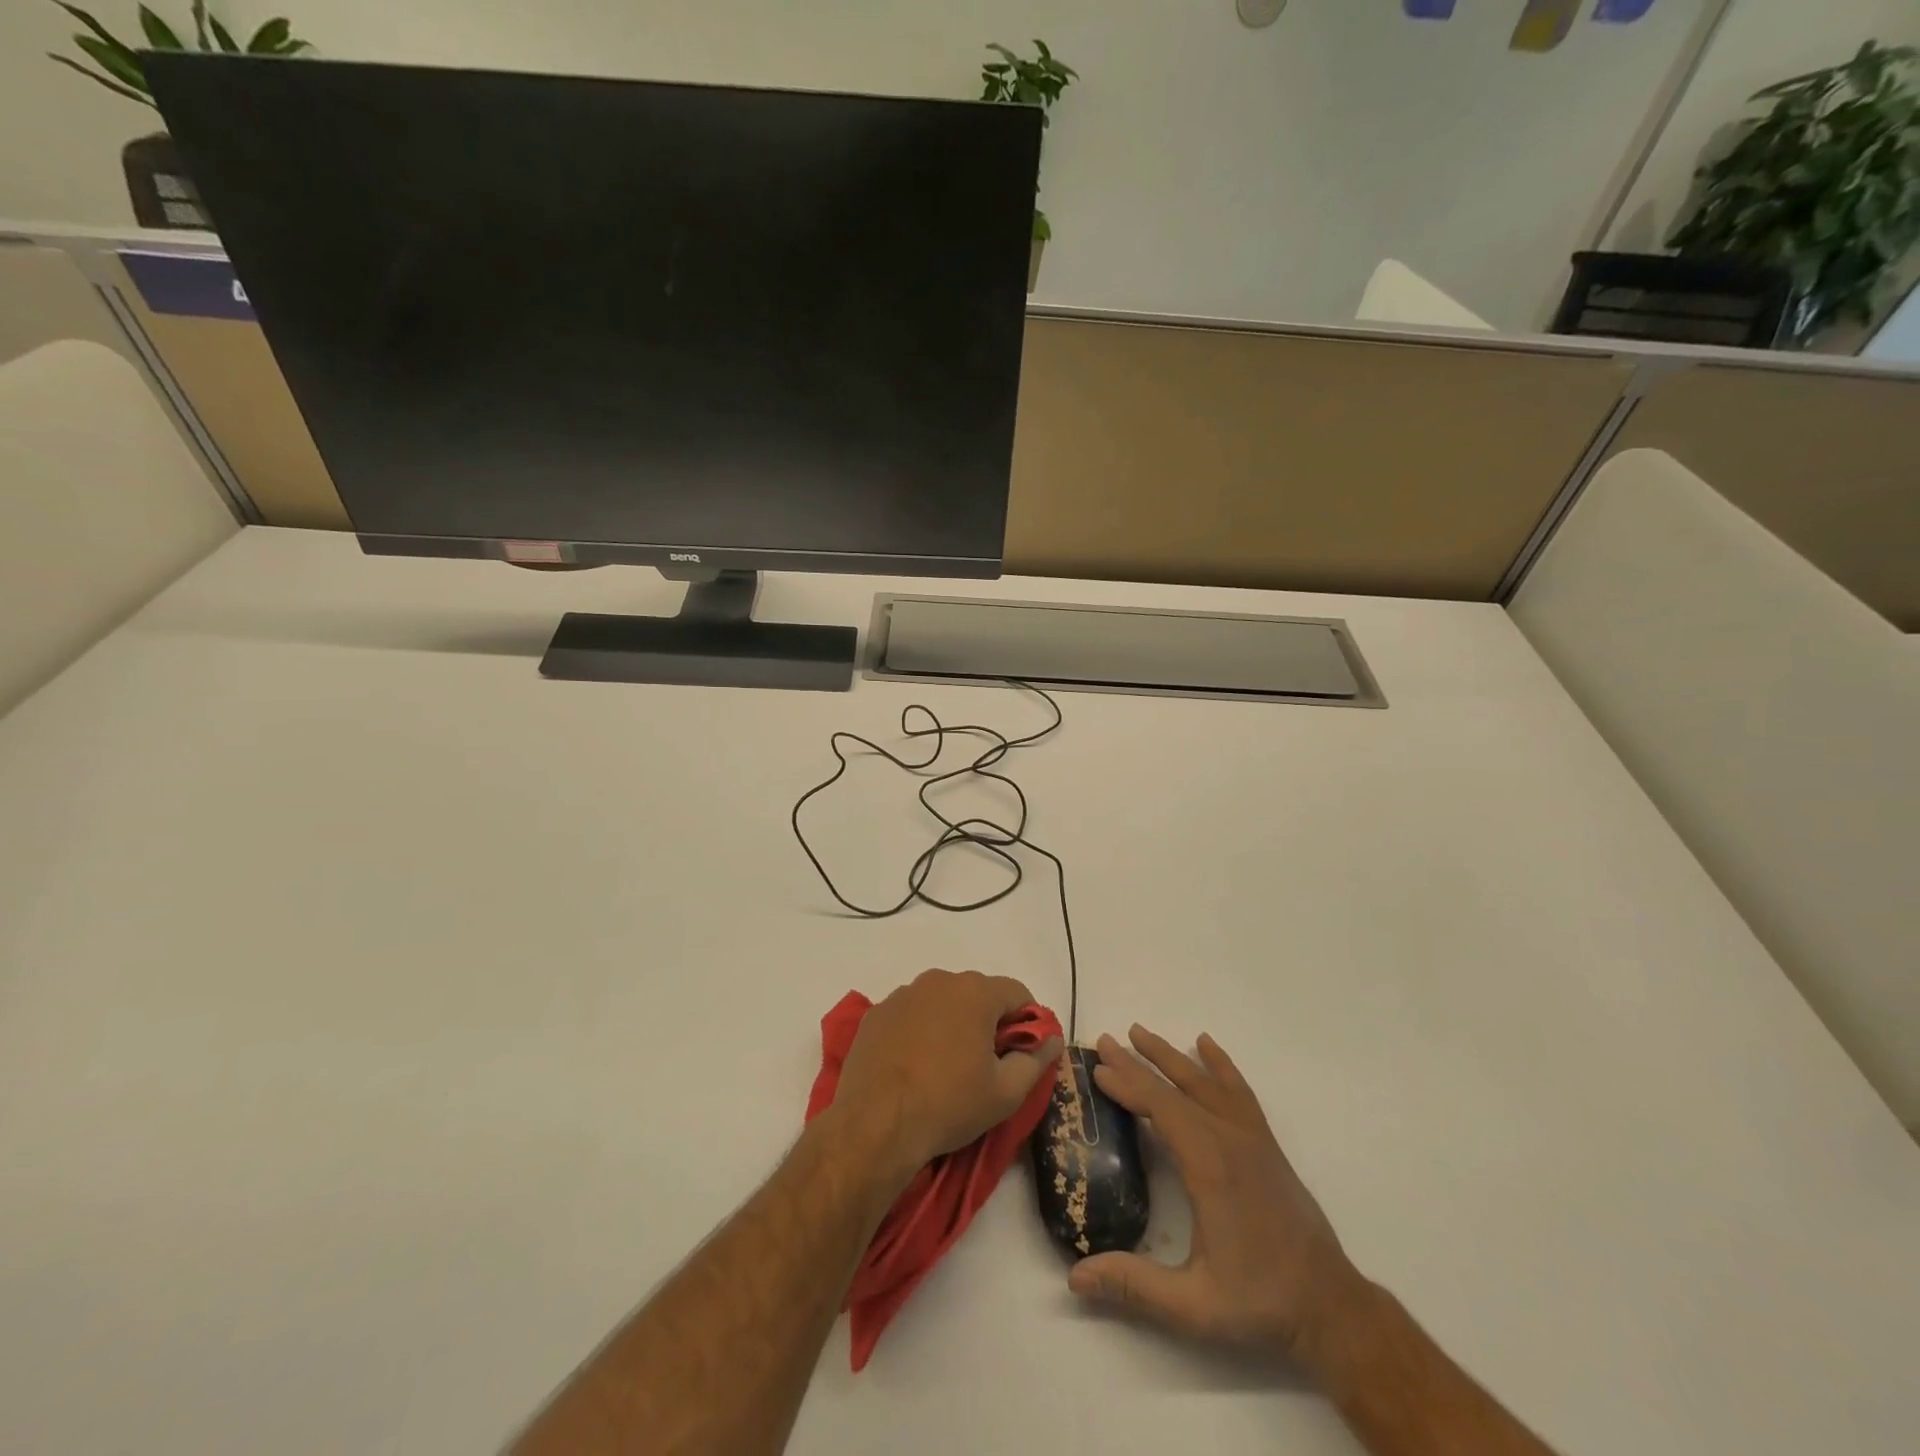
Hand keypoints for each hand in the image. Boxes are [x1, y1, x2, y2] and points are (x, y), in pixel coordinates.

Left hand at [834, 969, 1062, 1185]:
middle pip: (978, 993)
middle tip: (987, 1064)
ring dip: (953, 1023)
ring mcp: (904, 994)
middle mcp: (939, 981)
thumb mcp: (1005, 1093)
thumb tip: (1052, 1040)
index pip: (1017, 993)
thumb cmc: (949, 1104)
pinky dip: (920, 1030)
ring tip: (948, 1066)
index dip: (1028, 1021)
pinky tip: (915, 1065)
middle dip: (989, 1021)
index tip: (1023, 1053)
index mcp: (975, 992)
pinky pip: (911, 1013)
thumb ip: (1036, 1061)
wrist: (875, 1124)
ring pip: (943, 1001)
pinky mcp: (877, 1013)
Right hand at [1067, 1025, 1370, 1366]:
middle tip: (1104, 1040)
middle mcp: (1230, 1140)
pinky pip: (1239, 1091)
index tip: (1098, 1069)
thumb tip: (1075, 1277)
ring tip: (1140, 1032)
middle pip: (1177, 1087)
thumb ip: (1134, 1286)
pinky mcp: (1265, 1144)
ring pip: (1205, 1082)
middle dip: (1137, 1062)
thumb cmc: (1259, 1302)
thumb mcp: (1194, 1306)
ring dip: (1170, 1055)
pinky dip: (1220, 1064)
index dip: (1128, 1085)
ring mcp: (1251, 1138)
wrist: (1330, 1307)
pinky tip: (1206, 1044)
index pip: (1161, 1108)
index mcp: (1210, 1166)